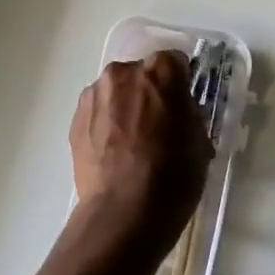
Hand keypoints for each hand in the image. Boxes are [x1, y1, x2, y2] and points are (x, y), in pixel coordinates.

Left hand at [70, 52, 212, 245]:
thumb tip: (179, 113)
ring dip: (124, 107)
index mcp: (160, 72)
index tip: (182, 105)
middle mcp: (123, 73)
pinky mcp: (74, 119)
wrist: (124, 212)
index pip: (175, 62)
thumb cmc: (173, 176)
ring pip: (115, 92)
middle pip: (140, 74)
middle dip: (149, 93)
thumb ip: (188, 114)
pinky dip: (105, 124)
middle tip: (157, 125)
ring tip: (131, 142)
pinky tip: (114, 153)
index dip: (180, 83)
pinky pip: (97, 113)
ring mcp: (94, 96)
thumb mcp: (199, 141)